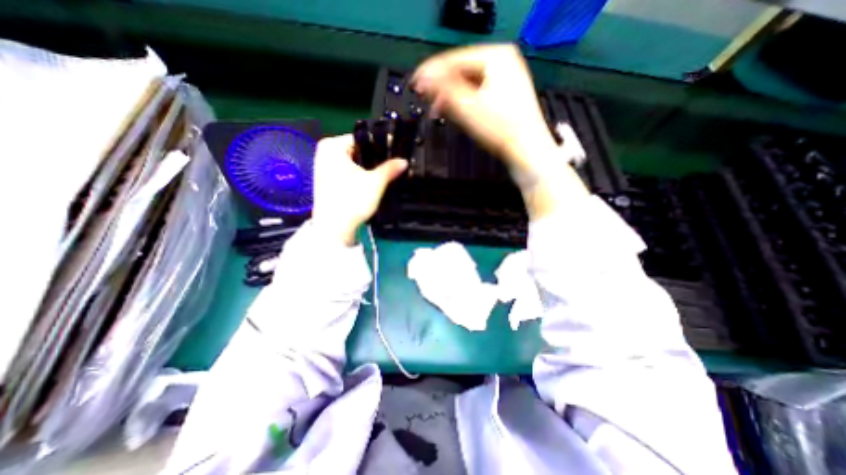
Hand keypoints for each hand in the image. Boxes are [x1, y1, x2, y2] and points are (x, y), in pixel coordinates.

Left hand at [311, 134, 408, 245]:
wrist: (333, 229)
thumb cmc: (351, 201)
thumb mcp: (375, 183)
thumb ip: (390, 168)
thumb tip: (404, 161)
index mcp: (332, 146)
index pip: (363, 139)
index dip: (380, 146)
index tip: (395, 153)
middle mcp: (324, 153)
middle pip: (358, 151)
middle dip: (374, 159)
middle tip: (392, 166)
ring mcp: (323, 167)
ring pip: (354, 163)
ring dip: (368, 169)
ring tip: (385, 175)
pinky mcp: (327, 181)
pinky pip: (347, 172)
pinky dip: (359, 176)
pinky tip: (370, 184)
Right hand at [411, 42, 585, 219]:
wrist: (527, 151)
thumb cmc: (502, 129)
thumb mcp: (468, 108)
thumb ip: (443, 90)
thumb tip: (424, 78)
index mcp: (497, 56)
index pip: (455, 59)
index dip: (432, 73)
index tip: (416, 83)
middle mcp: (503, 63)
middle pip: (462, 71)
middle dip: (442, 87)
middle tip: (425, 98)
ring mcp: (505, 79)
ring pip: (468, 83)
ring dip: (451, 96)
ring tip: (437, 108)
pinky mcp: (504, 95)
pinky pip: (477, 93)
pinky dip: (463, 101)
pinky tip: (454, 110)